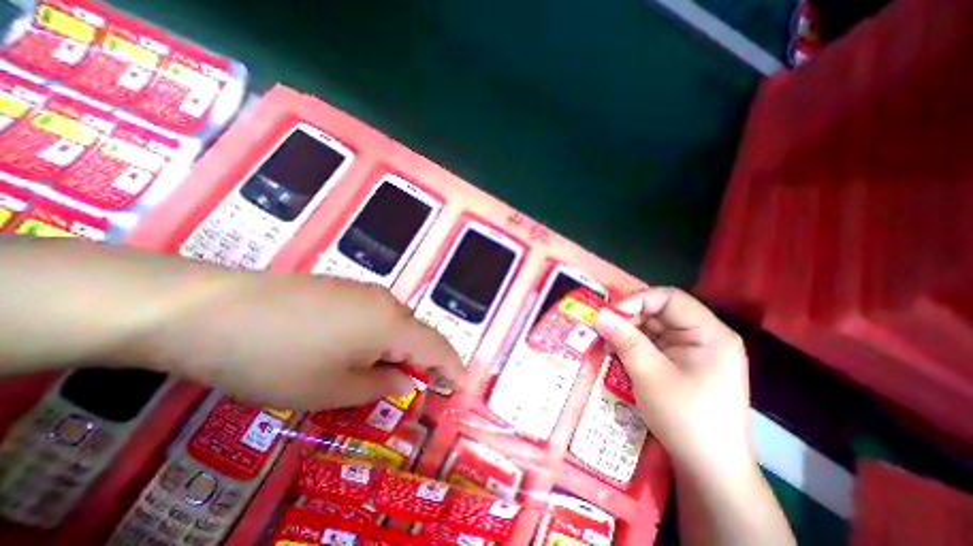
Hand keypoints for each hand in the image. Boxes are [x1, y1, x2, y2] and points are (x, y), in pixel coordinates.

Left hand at [136, 275, 466, 411]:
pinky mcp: (343, 288)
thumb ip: (379, 385)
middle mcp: (385, 301)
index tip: (465, 385)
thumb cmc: (277, 358)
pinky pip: (374, 315)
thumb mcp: (332, 388)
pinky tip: (352, 351)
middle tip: (414, 389)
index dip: (454, 367)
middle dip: (422, 362)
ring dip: (396, 350)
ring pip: (394, 324)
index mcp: (391, 324)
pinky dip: (377, 338)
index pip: (436, 347)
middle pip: (416, 333)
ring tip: (379, 375)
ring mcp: (363, 291)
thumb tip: (404, 381)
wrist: (210, 310)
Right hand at [593, 287, 749, 474]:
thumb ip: (624, 340)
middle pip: (659, 312)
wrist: (709, 470)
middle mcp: (703, 337)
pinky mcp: (680, 364)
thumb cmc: (686, 418)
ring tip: (606, 345)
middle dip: (628, 319)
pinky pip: (652, 344)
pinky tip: (616, 354)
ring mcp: (691, 351)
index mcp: (709, 334)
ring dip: (627, 334)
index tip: (610, 315)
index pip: (670, 298)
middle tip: (602, 331)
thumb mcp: (650, 374)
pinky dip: (632, 346)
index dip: (637, 300)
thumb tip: (599, 314)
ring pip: (652, 328)